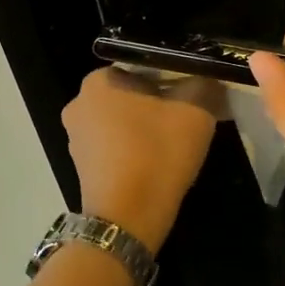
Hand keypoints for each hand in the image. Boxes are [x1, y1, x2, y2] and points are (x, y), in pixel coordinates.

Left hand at [62, 67, 218, 251]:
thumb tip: (208, 78)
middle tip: (190, 117)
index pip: (142, 65)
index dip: (173, 75)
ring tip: (178, 143)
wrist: (127, 220)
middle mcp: (79, 104)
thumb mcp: (195, 111)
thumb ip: (203, 84)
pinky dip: (136, 149)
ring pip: (124, 121)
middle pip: (132, 93)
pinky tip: (159, 163)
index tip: (194, 92)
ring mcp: (76, 139)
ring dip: (148, 127)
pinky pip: (116, 146)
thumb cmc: (157, 154)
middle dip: (160, 102)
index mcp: (98, 81)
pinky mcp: (83, 167)